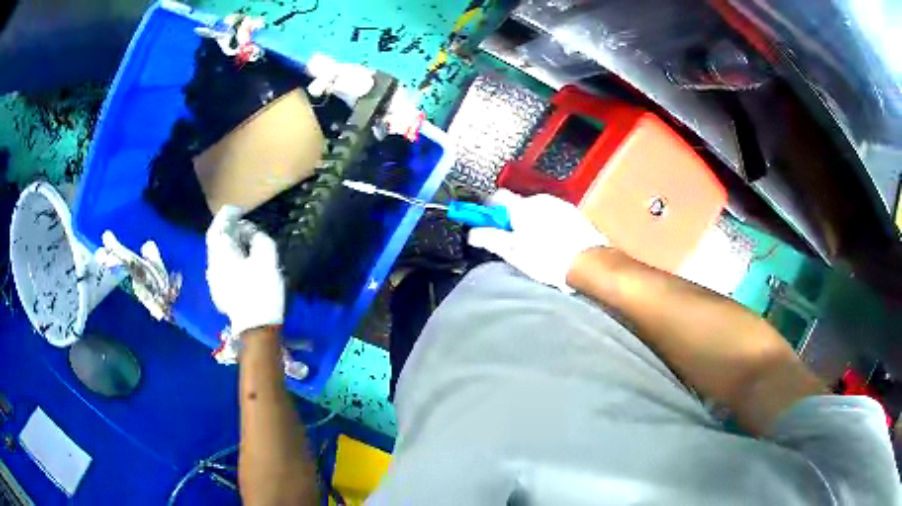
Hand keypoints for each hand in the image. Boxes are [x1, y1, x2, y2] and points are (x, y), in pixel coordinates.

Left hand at [206, 206, 284, 334]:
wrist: (256, 328)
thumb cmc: (261, 291)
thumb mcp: (267, 259)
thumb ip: (259, 239)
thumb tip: (252, 234)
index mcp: (221, 256)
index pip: (217, 228)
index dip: (226, 216)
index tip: (238, 209)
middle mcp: (213, 266)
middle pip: (216, 242)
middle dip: (229, 230)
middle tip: (244, 225)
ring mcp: (214, 282)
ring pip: (219, 255)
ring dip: (230, 245)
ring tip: (246, 243)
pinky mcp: (219, 293)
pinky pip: (222, 267)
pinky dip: (230, 258)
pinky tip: (242, 263)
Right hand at [468, 190, 607, 291]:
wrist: (587, 262)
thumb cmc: (547, 259)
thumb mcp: (513, 253)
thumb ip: (490, 239)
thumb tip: (472, 233)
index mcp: (522, 207)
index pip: (496, 197)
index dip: (489, 210)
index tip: (489, 225)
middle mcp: (540, 200)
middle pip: (517, 204)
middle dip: (512, 220)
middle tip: (513, 242)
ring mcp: (559, 204)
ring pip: (536, 210)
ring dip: (531, 222)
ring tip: (536, 246)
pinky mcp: (573, 213)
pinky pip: (553, 215)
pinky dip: (548, 225)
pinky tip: (553, 244)